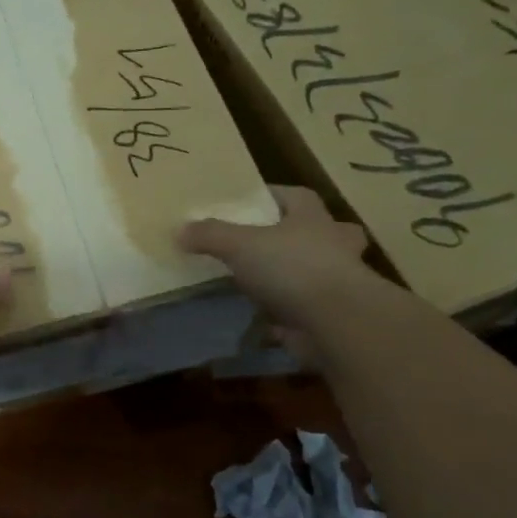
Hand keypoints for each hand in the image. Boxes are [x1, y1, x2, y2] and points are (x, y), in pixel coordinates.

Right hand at [180, 186, 372, 339]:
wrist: (336, 323)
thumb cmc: (292, 268)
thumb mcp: (240, 244)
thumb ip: (210, 235)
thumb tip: (179, 230)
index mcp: (313, 218)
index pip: (296, 195)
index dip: (274, 195)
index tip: (250, 200)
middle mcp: (332, 245)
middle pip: (323, 232)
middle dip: (304, 235)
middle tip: (272, 241)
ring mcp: (336, 282)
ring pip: (319, 271)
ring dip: (297, 276)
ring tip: (262, 282)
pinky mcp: (331, 315)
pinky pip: (306, 309)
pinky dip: (288, 313)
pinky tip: (263, 319)